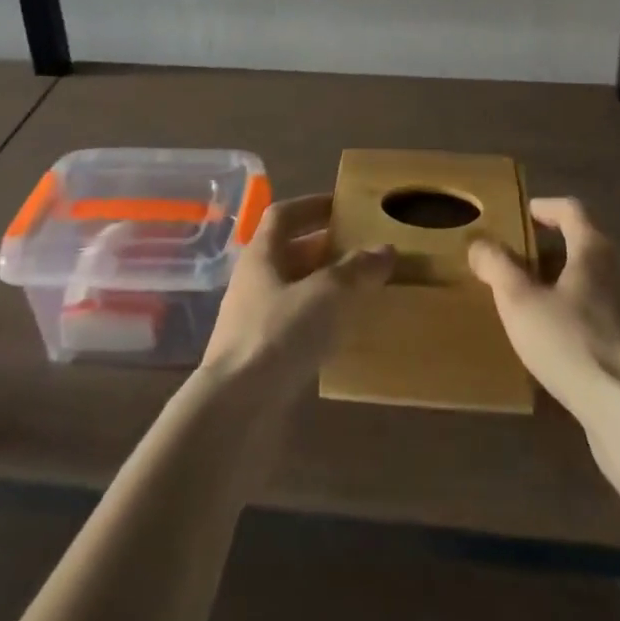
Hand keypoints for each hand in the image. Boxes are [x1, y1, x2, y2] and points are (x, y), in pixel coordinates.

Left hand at [200, 194, 391, 404]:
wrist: (233, 414)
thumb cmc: (277, 336)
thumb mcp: (326, 294)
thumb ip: (356, 270)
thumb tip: (386, 249)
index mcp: (261, 255)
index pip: (283, 215)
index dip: (311, 205)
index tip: (342, 206)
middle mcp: (253, 282)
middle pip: (290, 253)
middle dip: (324, 248)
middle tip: (362, 249)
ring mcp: (254, 323)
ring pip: (294, 292)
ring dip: (324, 288)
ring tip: (361, 290)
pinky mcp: (260, 360)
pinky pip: (294, 328)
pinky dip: (319, 324)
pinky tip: (343, 336)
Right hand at [468, 197, 619, 428]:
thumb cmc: (573, 344)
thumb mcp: (520, 301)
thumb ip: (497, 266)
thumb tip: (479, 243)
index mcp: (596, 249)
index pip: (571, 209)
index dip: (544, 207)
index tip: (522, 215)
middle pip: (585, 244)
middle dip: (551, 249)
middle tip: (519, 262)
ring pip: (596, 282)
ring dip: (566, 284)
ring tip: (535, 302)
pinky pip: (605, 316)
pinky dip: (581, 316)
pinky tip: (560, 342)